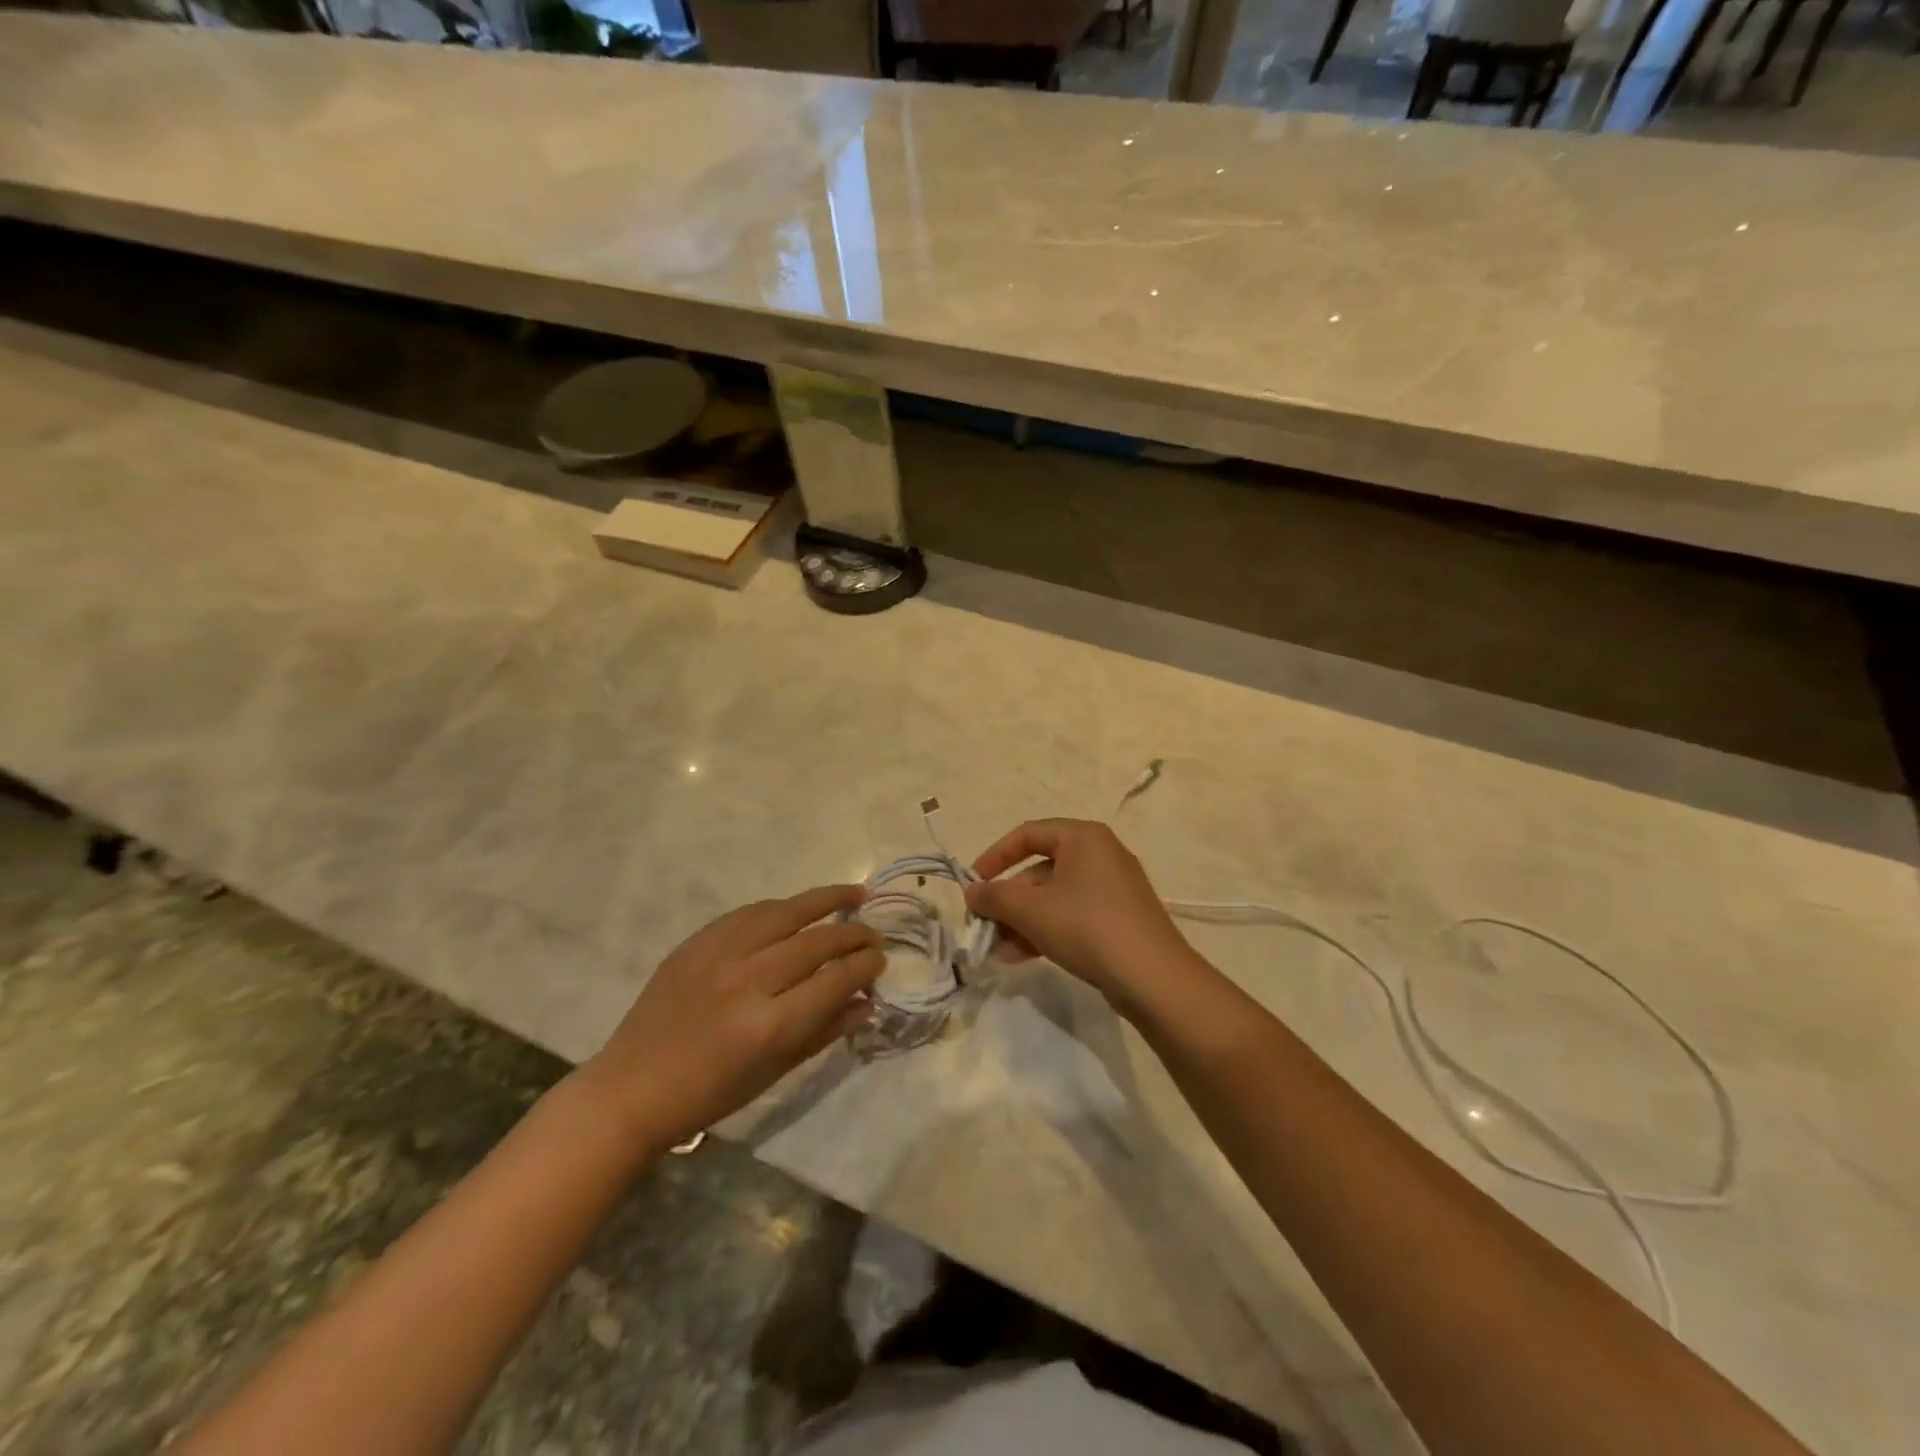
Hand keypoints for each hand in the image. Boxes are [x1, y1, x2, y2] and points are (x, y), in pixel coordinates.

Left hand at [578, 886, 882, 1148]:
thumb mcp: (774, 1071)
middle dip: (854, 936)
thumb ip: (824, 1030)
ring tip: (855, 894)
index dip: (865, 966)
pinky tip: (799, 907)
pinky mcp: (697, 941)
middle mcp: (748, 980)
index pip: (835, 979)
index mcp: (769, 1024)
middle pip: (816, 942)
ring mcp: (719, 954)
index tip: (881, 960)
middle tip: (875, 935)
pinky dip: (782, 908)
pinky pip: (750, 912)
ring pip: (786, 912)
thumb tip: (868, 1000)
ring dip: (826, 900)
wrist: (632, 1089)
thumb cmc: (709, 1094)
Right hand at [964, 819, 1203, 1014]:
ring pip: (1053, 898)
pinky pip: (1071, 916)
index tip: (973, 884)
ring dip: (1021, 921)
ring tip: (995, 950)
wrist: (1153, 978)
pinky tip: (1018, 957)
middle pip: (1039, 869)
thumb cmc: (1087, 926)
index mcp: (1083, 837)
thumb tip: (970, 892)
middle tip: (982, 925)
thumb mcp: (1031, 910)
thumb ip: (995, 897)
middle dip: (1007, 900)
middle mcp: (1099, 854)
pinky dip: (1044, 931)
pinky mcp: (1117, 919)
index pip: (1027, 834)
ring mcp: (1112, 889)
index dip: (994, 856)